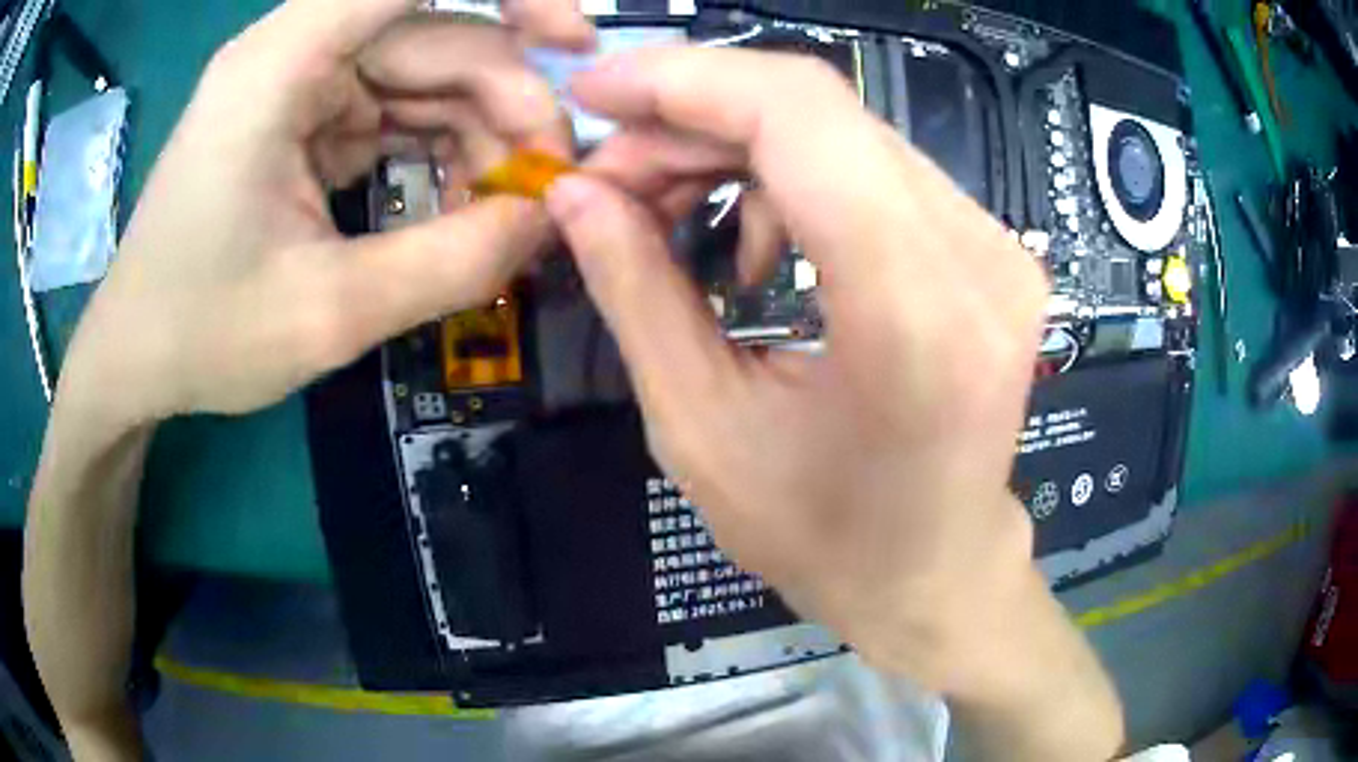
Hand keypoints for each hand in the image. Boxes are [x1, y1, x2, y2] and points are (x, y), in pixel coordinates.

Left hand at [58, 0, 588, 422]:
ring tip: (503, 211)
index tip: (573, 45)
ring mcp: (301, 82)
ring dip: (477, 132)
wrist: (135, 359)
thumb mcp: (327, 315)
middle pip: (436, 36)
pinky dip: (439, 150)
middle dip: (506, 103)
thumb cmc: (201, 335)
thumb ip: (450, 263)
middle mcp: (295, 50)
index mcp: (281, 63)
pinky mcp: (306, 116)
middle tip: (548, 186)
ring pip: (426, 75)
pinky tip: (456, 203)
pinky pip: (397, 110)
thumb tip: (550, 220)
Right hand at [547, 49, 1051, 693]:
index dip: (684, 80)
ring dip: (739, 148)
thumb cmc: (824, 538)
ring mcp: (999, 248)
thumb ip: (636, 291)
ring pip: (845, 131)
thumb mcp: (702, 430)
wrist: (936, 574)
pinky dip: (794, 178)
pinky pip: (875, 168)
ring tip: (672, 214)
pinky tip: (759, 243)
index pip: (800, 116)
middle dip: (695, 120)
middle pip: (821, 111)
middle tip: (614, 176)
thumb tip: (576, 193)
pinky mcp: (993, 250)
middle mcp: (979, 256)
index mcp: (913, 312)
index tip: (596, 92)